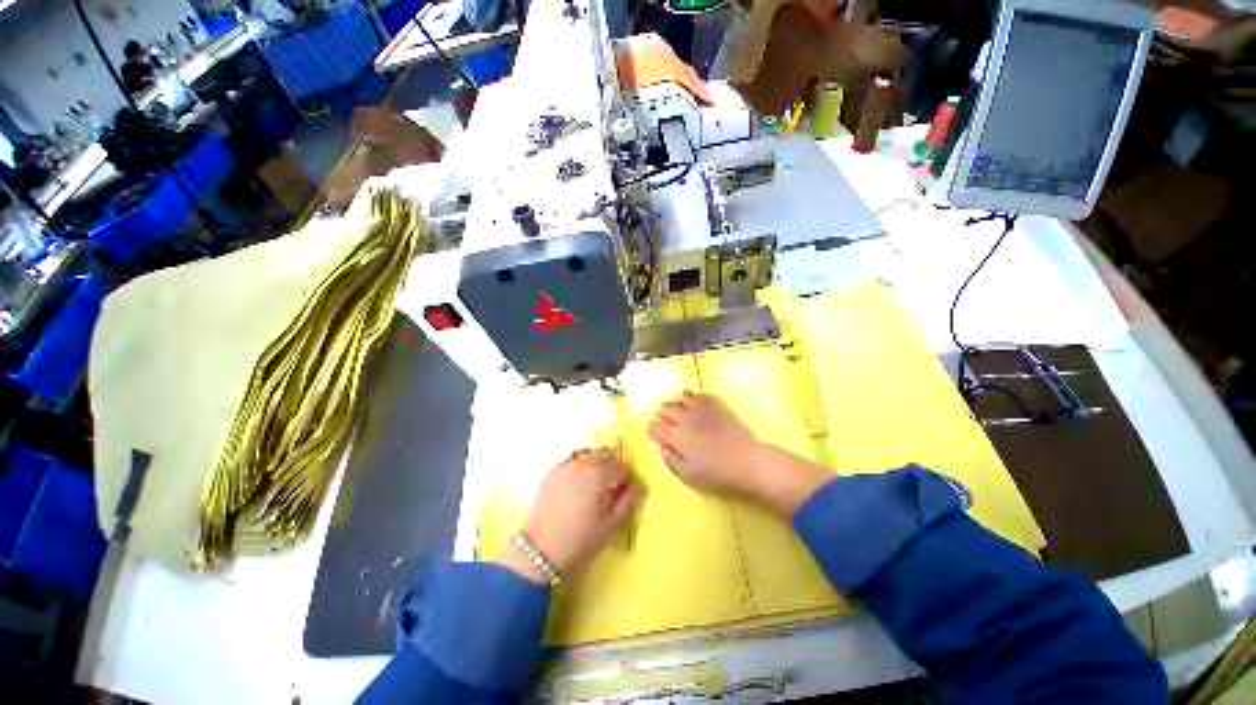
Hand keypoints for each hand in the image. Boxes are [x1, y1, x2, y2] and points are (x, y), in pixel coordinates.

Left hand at [499, 448, 642, 583]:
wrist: (539, 552)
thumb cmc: (580, 541)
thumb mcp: (611, 526)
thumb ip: (629, 503)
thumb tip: (638, 487)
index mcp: (597, 475)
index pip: (620, 466)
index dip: (626, 478)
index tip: (624, 492)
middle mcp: (581, 464)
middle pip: (604, 453)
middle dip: (612, 465)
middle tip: (612, 486)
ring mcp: (564, 467)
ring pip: (587, 455)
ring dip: (596, 464)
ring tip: (594, 486)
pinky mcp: (551, 474)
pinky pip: (572, 462)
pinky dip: (580, 469)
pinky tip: (577, 488)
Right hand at [647, 392, 767, 499]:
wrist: (749, 463)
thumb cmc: (717, 474)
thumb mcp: (688, 476)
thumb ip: (671, 460)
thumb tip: (662, 447)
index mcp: (676, 436)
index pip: (654, 426)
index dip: (654, 431)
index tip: (658, 437)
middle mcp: (685, 417)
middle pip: (666, 408)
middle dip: (663, 414)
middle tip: (667, 423)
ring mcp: (702, 408)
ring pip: (682, 397)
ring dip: (678, 403)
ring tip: (681, 411)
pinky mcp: (718, 405)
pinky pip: (702, 395)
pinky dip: (696, 399)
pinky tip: (699, 406)